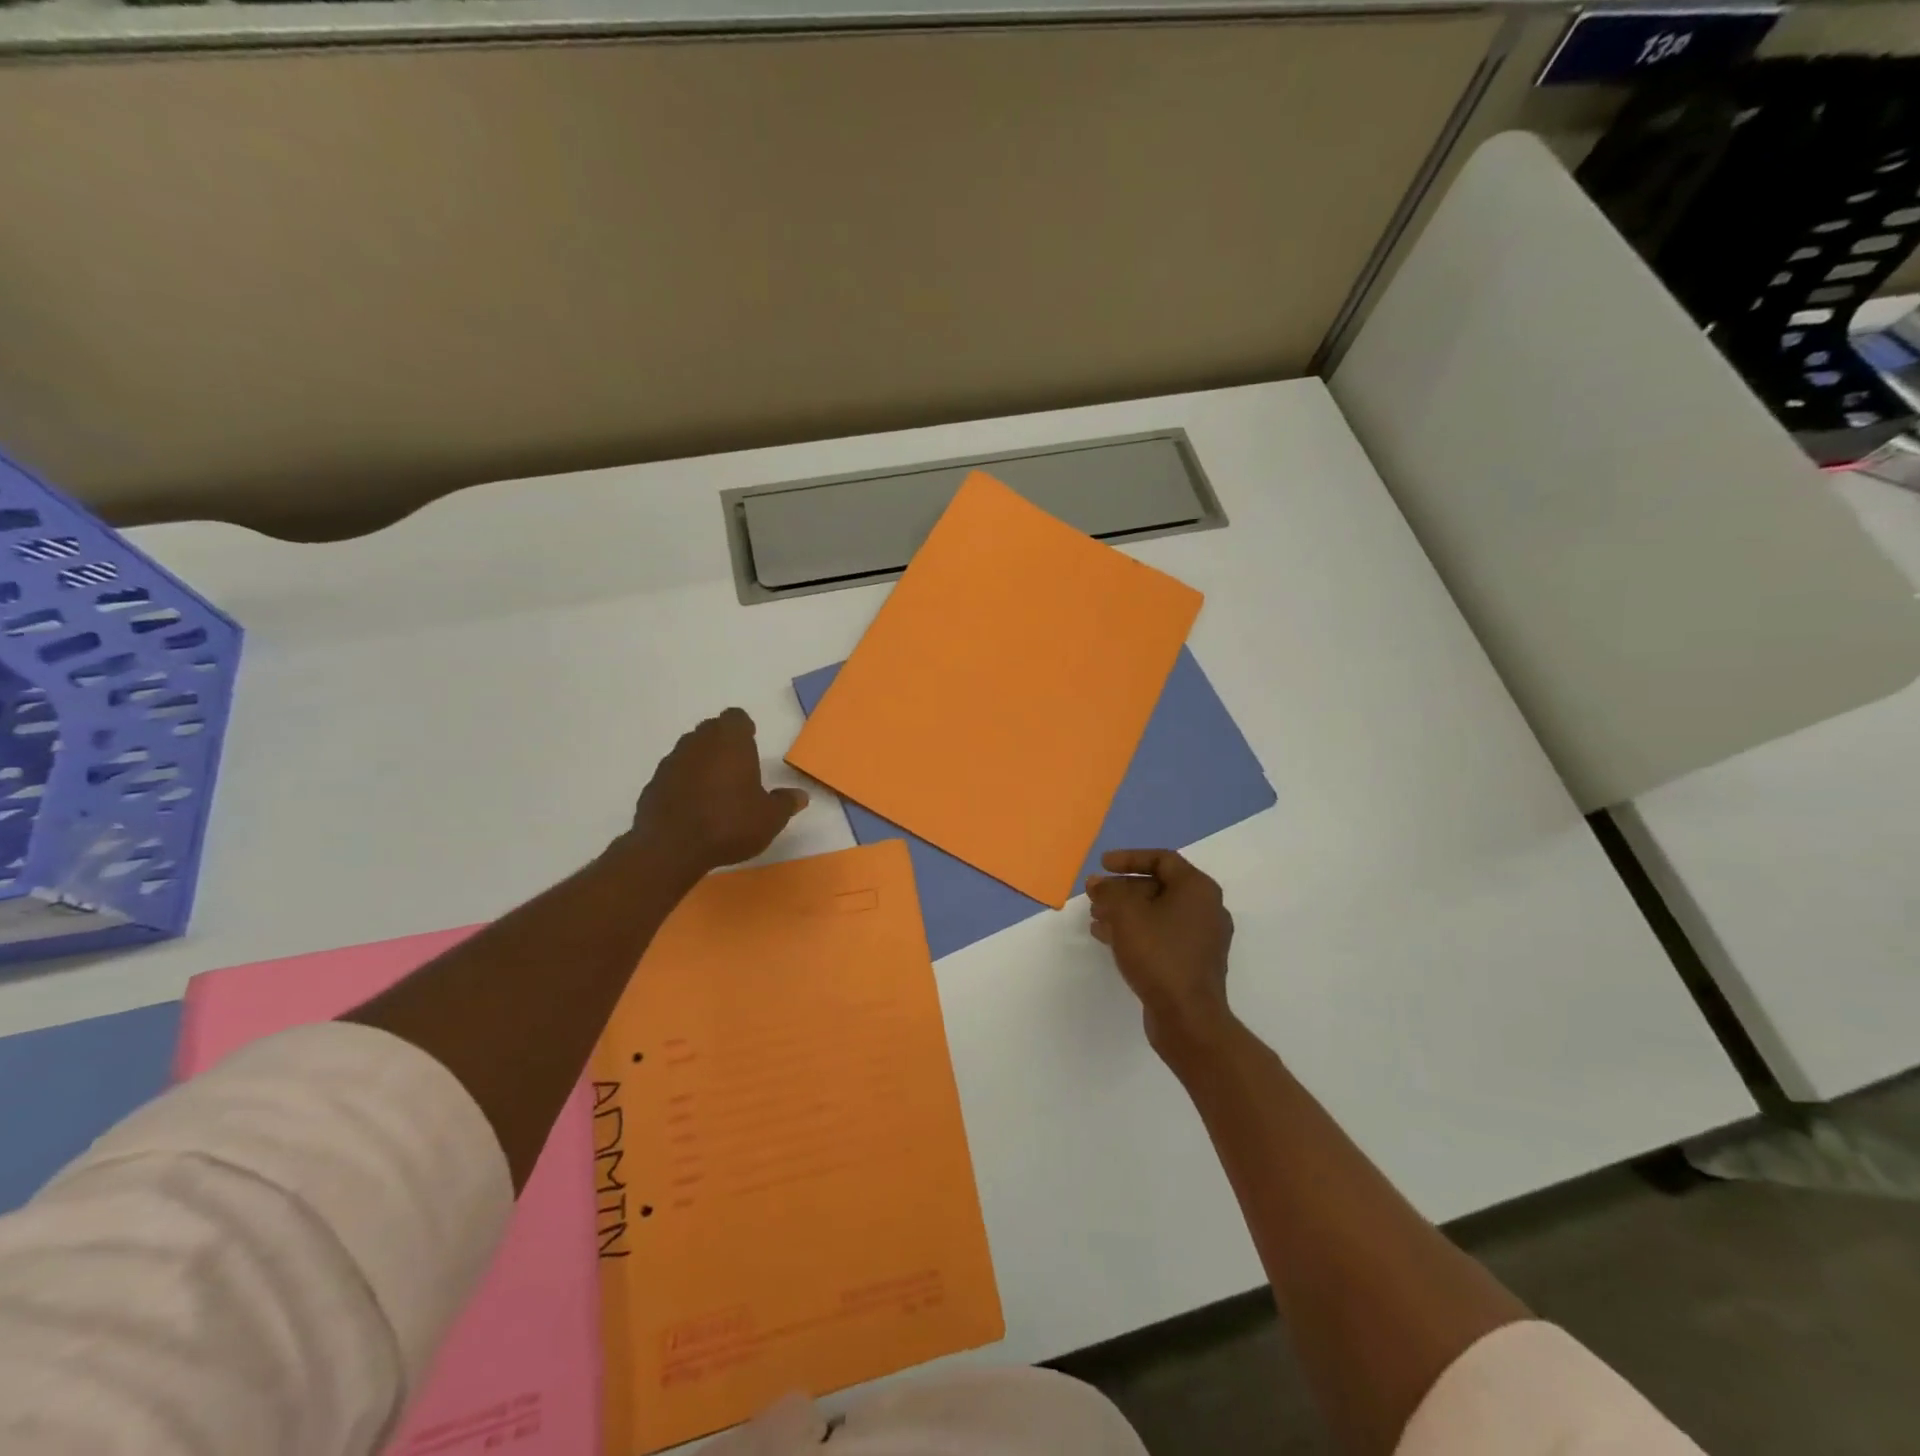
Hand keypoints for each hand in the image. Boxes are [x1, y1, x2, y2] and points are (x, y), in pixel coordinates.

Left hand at [628, 708, 807, 879]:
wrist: (670, 848)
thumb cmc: (729, 823)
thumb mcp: (770, 818)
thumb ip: (786, 803)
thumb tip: (800, 796)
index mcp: (730, 741)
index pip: (736, 718)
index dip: (744, 729)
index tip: (751, 742)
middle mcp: (698, 743)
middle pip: (711, 730)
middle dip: (723, 742)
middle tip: (737, 766)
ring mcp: (671, 762)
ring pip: (690, 751)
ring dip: (702, 762)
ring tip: (716, 788)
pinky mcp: (652, 785)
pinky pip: (673, 775)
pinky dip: (683, 783)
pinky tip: (693, 807)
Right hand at [1087, 849, 1235, 1056]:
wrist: (1188, 1018)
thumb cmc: (1159, 955)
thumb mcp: (1125, 915)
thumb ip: (1108, 892)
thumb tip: (1097, 883)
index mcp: (1198, 888)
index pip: (1162, 859)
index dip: (1129, 858)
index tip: (1102, 865)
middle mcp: (1206, 908)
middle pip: (1159, 886)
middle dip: (1123, 889)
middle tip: (1095, 895)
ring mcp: (1203, 938)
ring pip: (1158, 913)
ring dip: (1125, 911)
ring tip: (1096, 917)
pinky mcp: (1194, 962)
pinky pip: (1162, 935)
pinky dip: (1136, 931)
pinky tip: (1108, 939)